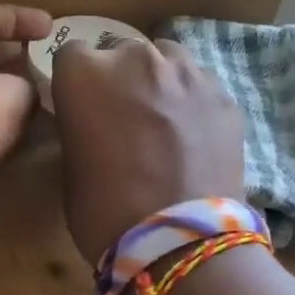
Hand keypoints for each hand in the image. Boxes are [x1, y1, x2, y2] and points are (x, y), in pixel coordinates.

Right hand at [50, 37, 244, 265]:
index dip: (75, 83)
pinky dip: (191, 103)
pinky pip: (198, 86)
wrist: (180, 242)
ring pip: (165, 60)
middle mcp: (135, 58)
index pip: (71, 55)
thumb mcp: (71, 168)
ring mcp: (186, 72)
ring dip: (158, 82)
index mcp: (85, 74)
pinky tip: (192, 138)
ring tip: (162, 123)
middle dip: (118, 79)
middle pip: (121, 53)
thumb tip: (93, 123)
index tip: (80, 108)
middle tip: (122, 120)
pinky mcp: (223, 95)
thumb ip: (79, 128)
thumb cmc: (105, 212)